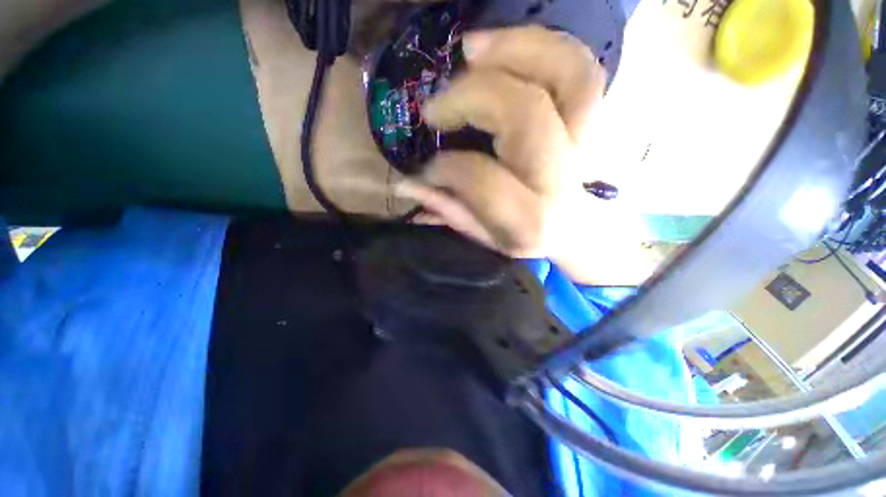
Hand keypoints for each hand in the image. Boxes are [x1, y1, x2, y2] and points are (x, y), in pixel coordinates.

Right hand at [395, 26, 656, 285]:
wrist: (575, 230)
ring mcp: (587, 142)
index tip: (427, 166)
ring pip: (568, 73)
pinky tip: (504, 48)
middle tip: (436, 105)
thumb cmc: (524, 236)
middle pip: (523, 112)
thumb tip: (403, 186)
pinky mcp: (595, 119)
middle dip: (470, 97)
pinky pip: (581, 67)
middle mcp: (561, 177)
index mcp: (529, 218)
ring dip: (514, 48)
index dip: (444, 167)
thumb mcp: (484, 236)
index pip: (480, 177)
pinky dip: (542, 46)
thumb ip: (447, 209)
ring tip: (470, 51)